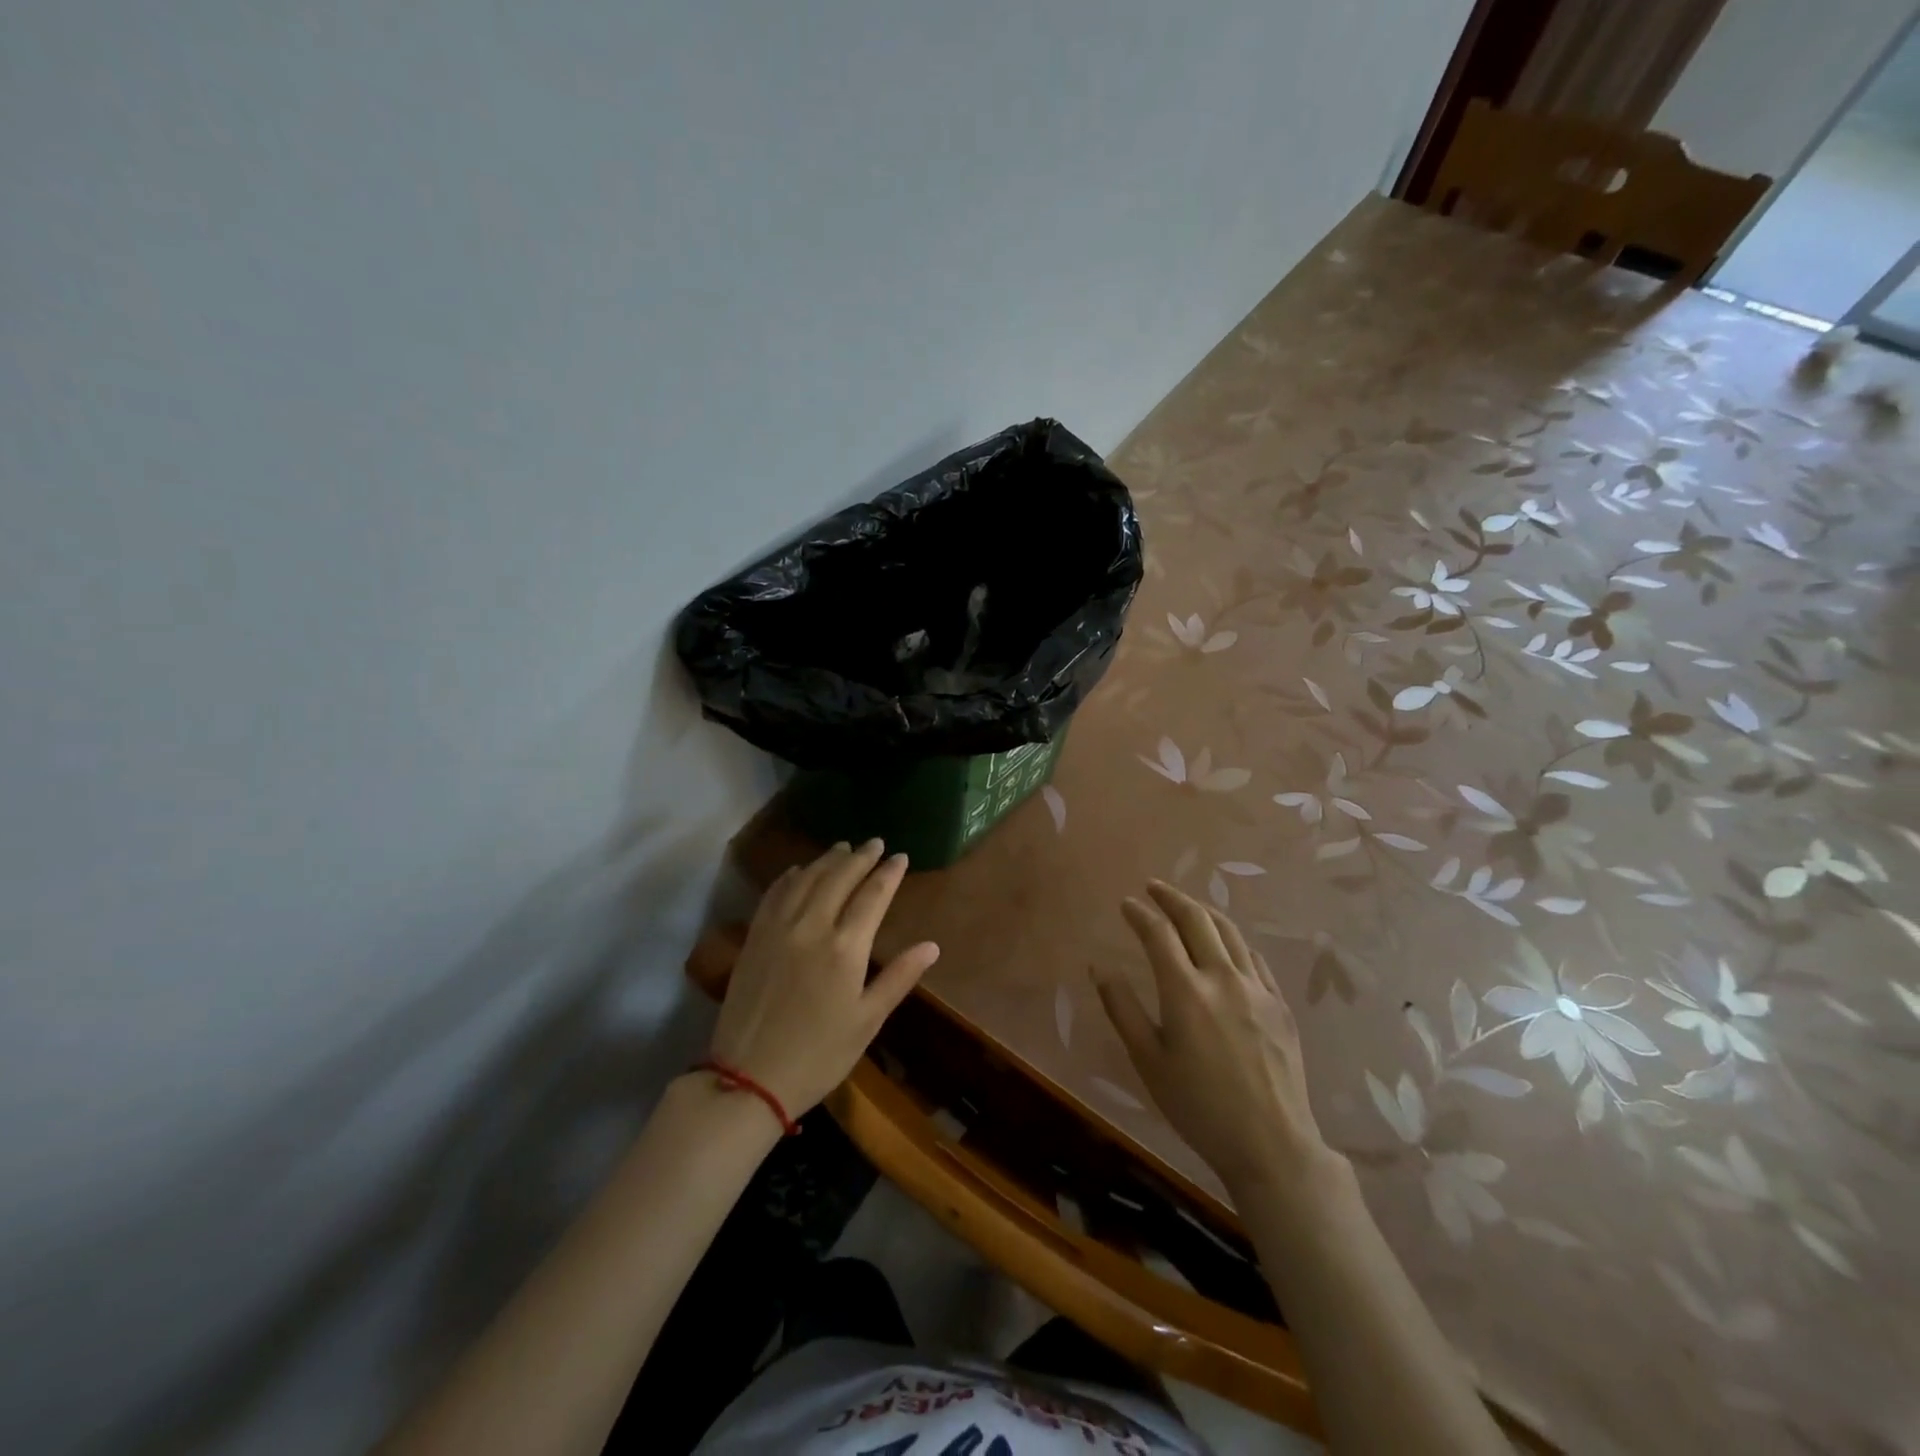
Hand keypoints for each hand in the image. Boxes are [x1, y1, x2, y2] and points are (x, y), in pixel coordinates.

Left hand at [710, 840, 939, 1116]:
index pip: (873, 895)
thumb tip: (932, 946)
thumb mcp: (867, 1021)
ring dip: (827, 860)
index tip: (901, 856)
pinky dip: (790, 876)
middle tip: (875, 842)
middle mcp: (812, 926)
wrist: (749, 1079)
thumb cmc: (819, 1055)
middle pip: (839, 877)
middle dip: (860, 857)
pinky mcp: (754, 937)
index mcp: (845, 948)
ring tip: (843, 848)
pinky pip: (774, 894)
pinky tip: (798, 871)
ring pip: (806, 879)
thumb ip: (899, 978)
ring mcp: (778, 928)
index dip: (889, 873)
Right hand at [1094, 881, 1337, 1198]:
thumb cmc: (1199, 1107)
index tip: (1125, 903)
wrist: (1272, 1145)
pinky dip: (1233, 939)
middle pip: (1196, 919)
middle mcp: (1222, 978)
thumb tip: (1098, 967)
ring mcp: (1257, 988)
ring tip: (1186, 905)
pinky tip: (1225, 944)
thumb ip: (1122, 1009)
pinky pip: (1253, 957)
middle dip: (1171, 897)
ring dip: (1203, 910)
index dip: (1139, 913)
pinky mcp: (1279, 1004)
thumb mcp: (1148, 1062)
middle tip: (1153, 887)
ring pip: (1229, 931)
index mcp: (1185, 991)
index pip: (1158, 933)